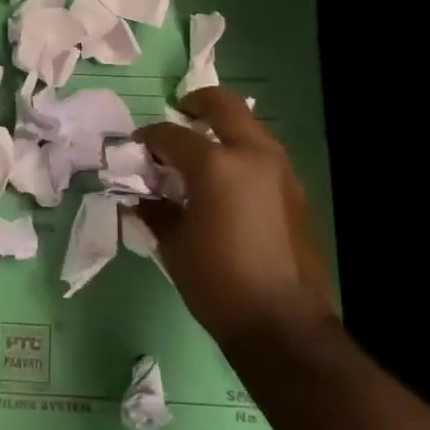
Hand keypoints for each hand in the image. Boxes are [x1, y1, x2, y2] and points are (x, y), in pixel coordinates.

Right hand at [135, 88, 335, 349]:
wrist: (283, 325)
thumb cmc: (218, 283)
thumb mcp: (174, 244)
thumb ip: (155, 209)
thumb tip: (139, 196)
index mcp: (215, 164)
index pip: (171, 134)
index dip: (148, 138)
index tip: (135, 148)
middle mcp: (251, 154)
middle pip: (221, 105)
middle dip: (194, 104)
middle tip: (177, 115)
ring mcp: (279, 169)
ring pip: (247, 126)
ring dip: (222, 128)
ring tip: (199, 152)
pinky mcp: (294, 189)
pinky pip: (262, 153)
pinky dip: (240, 152)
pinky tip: (225, 181)